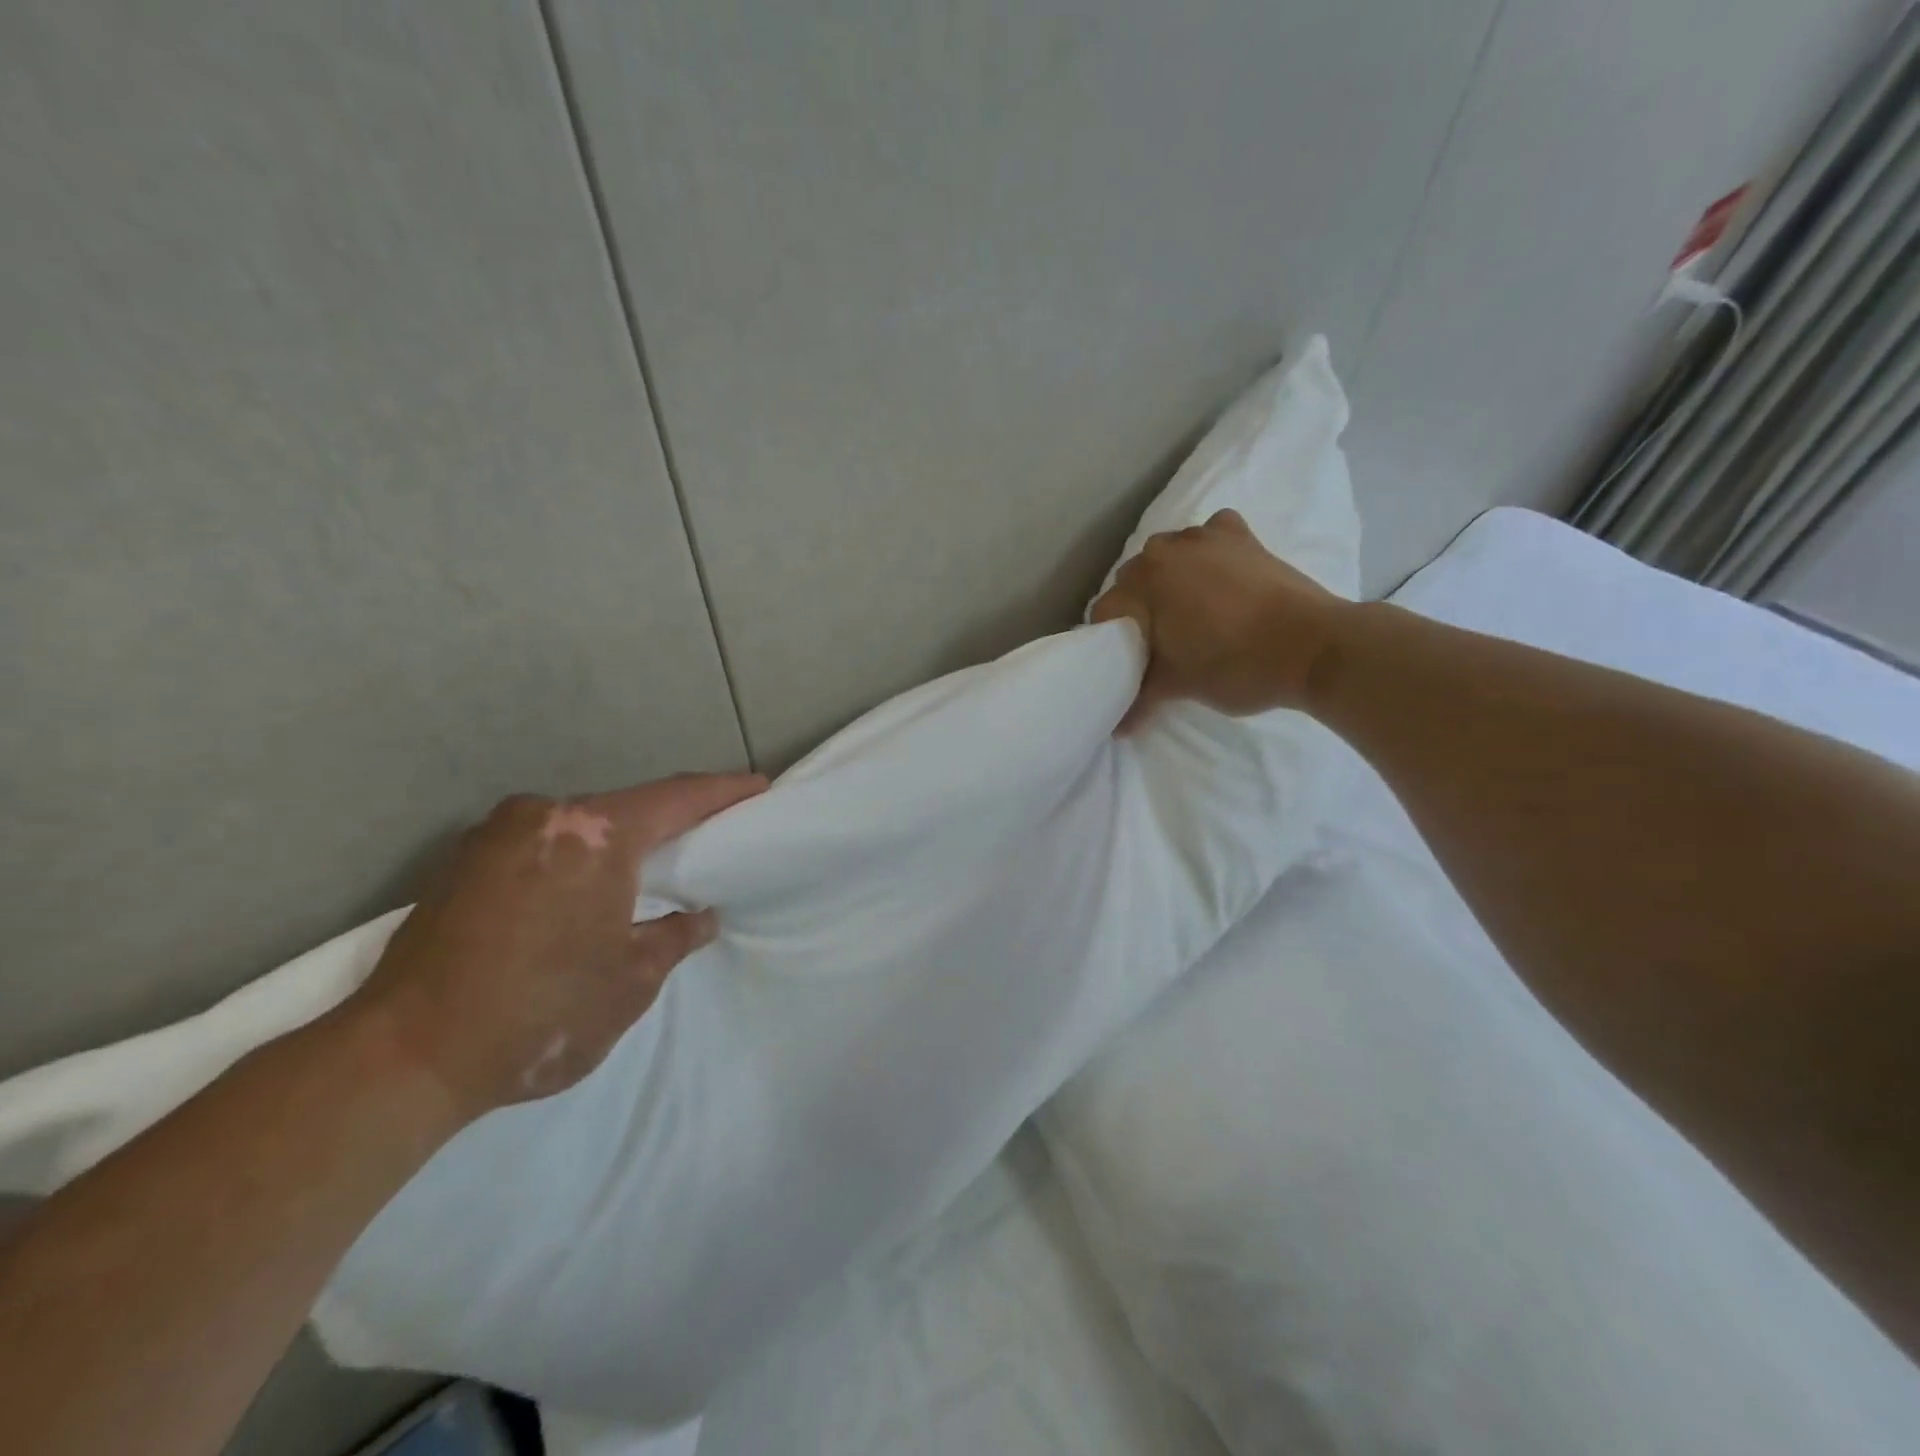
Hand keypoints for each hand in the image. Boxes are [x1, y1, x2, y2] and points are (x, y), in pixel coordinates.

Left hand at [352, 772, 766, 1119]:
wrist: (403, 1057)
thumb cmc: (540, 1012)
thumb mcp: (631, 980)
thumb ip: (674, 936)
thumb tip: (699, 917)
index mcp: (595, 834)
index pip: (678, 798)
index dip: (723, 792)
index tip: (757, 787)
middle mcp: (544, 815)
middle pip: (626, 808)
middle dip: (669, 821)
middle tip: (707, 835)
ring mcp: (493, 834)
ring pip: (579, 826)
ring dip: (616, 843)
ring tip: (647, 868)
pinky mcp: (460, 863)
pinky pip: (540, 845)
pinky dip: (574, 858)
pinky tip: (582, 891)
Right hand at [1091, 509, 1346, 729]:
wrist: (1314, 648)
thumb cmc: (1236, 667)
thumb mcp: (1179, 686)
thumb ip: (1140, 700)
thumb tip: (1116, 730)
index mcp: (1142, 584)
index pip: (1105, 611)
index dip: (1110, 642)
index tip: (1126, 663)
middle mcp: (1165, 550)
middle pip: (1133, 579)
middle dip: (1137, 608)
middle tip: (1156, 642)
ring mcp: (1206, 537)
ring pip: (1169, 555)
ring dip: (1169, 578)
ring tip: (1187, 612)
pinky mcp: (1243, 537)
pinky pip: (1210, 536)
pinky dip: (1208, 552)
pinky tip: (1218, 574)